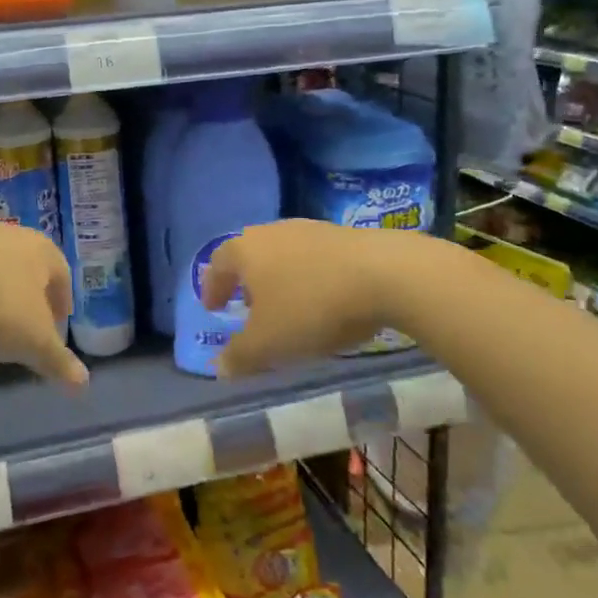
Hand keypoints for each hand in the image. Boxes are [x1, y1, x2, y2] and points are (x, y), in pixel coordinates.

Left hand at [0, 222, 87, 385]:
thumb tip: (84, 384)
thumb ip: (57, 361)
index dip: (62, 304)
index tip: (57, 327)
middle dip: (30, 296)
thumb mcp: (31, 342)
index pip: (62, 276)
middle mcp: (12, 235)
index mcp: (42, 251)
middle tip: (27, 325)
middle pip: (29, 267)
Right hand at [201, 221, 412, 375]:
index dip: (212, 288)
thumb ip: (240, 356)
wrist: (385, 273)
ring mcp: (309, 229)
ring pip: (282, 254)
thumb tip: (219, 368)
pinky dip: (308, 277)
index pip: (217, 265)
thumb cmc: (312, 306)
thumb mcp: (269, 343)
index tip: (213, 308)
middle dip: (245, 282)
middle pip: (249, 254)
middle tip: (247, 306)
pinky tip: (322, 299)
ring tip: (286, 306)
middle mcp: (272, 232)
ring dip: (278, 278)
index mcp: (245, 250)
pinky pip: (312, 258)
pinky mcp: (342, 235)